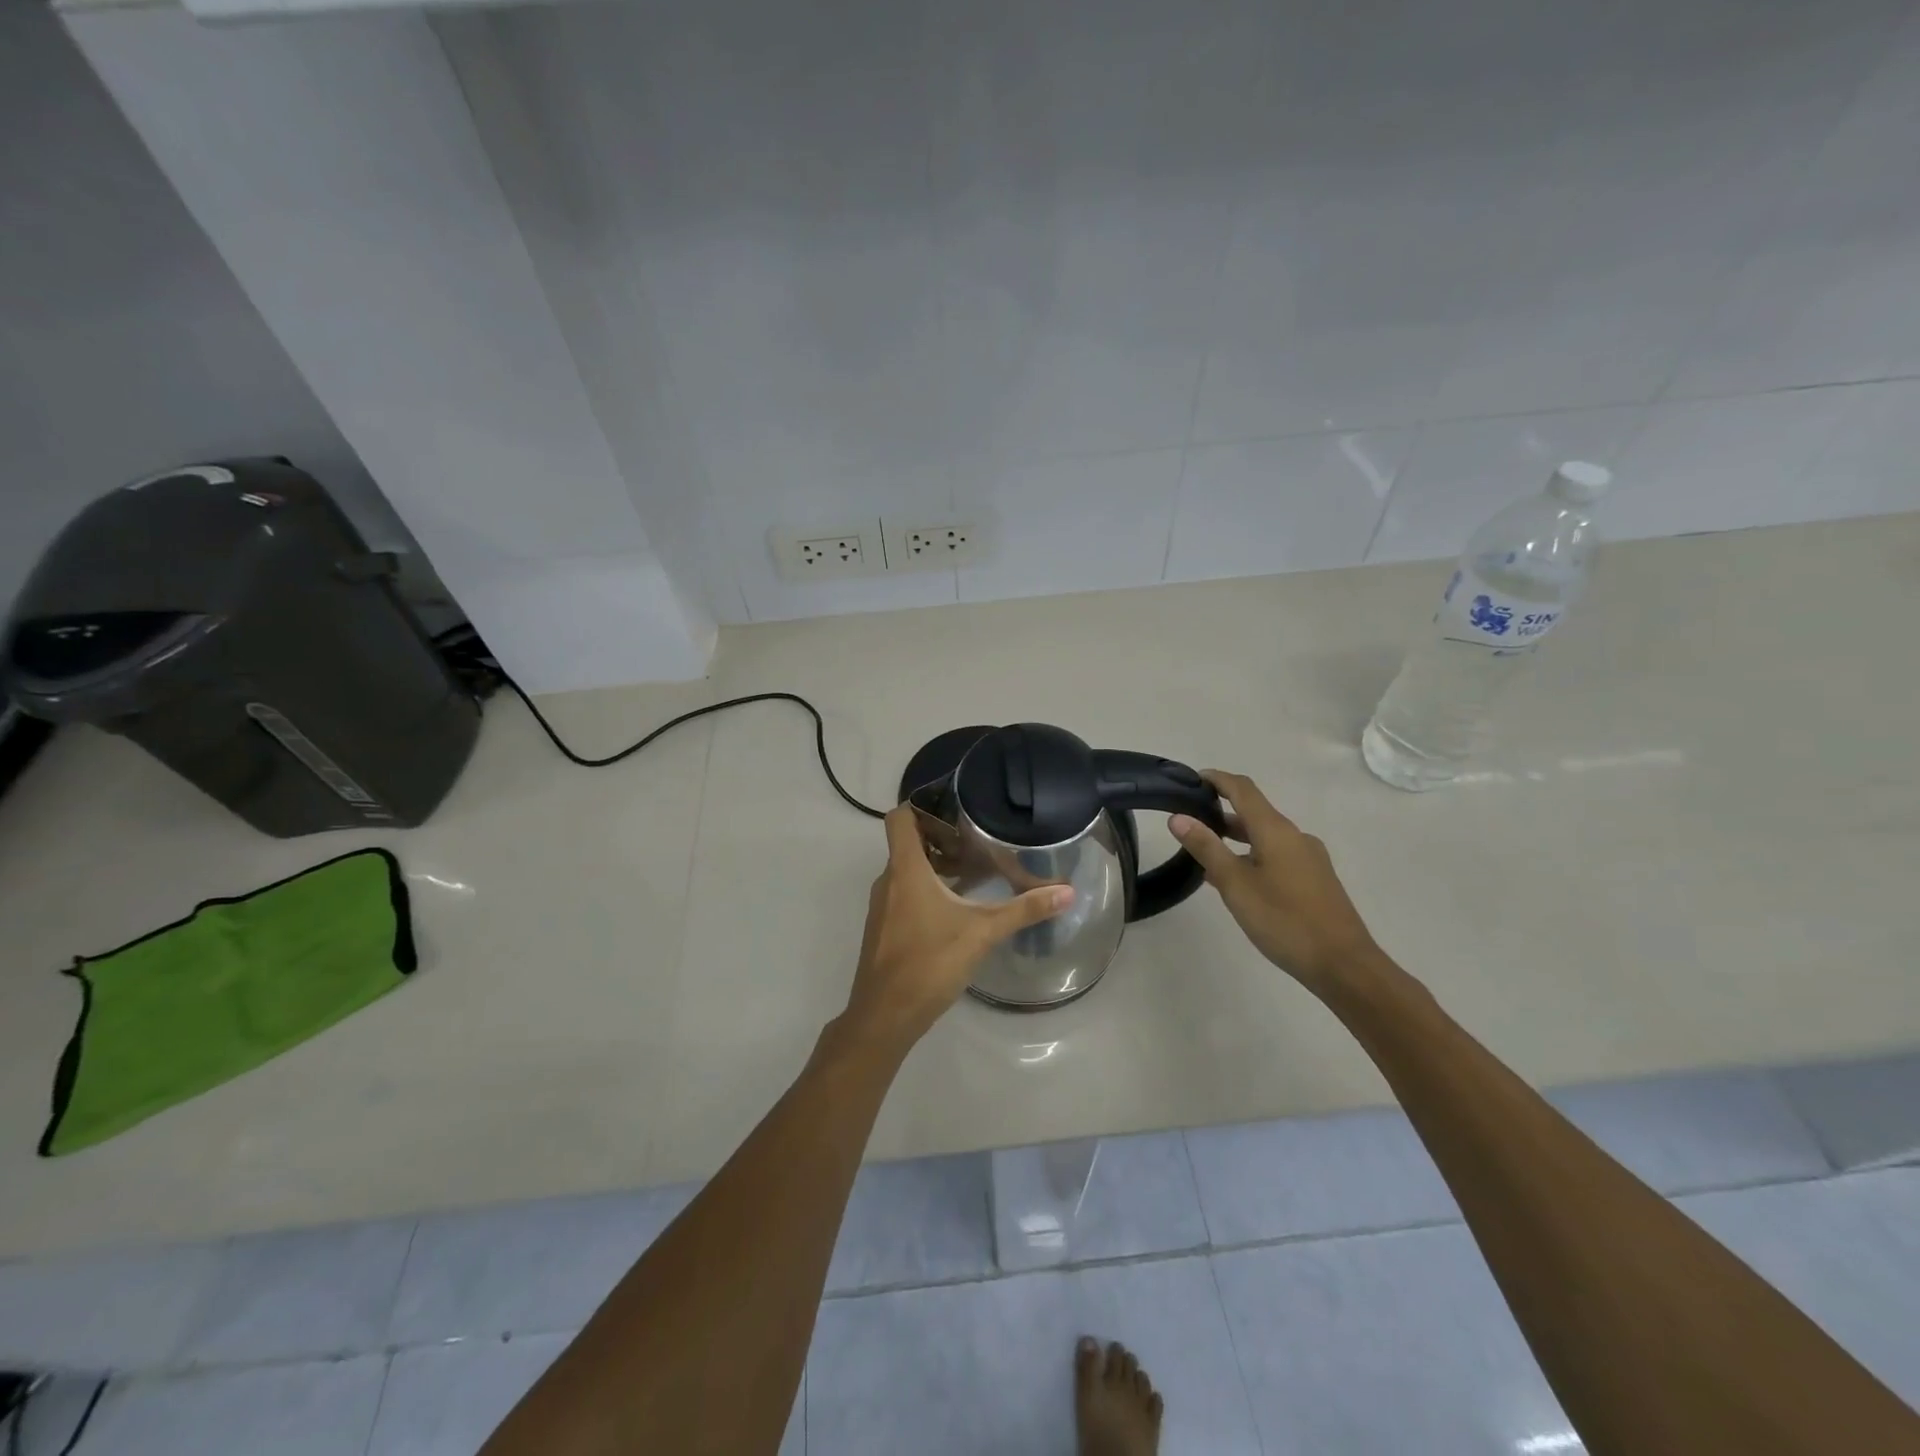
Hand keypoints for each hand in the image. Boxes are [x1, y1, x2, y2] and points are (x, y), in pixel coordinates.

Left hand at [841, 805, 1073, 1048]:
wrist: (884, 1017)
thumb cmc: (929, 963)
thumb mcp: (982, 933)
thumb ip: (1024, 910)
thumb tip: (1067, 891)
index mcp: (905, 869)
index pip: (900, 818)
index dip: (921, 804)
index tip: (954, 806)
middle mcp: (889, 880)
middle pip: (908, 842)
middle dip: (941, 836)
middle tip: (977, 837)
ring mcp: (883, 906)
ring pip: (907, 870)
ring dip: (936, 865)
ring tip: (974, 870)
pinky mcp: (884, 928)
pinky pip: (904, 893)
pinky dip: (928, 889)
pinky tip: (957, 907)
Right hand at [1169, 770, 1383, 994]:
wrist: (1343, 965)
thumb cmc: (1285, 921)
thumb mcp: (1236, 884)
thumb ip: (1207, 848)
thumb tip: (1178, 817)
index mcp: (1276, 830)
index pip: (1243, 790)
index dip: (1217, 779)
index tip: (1191, 779)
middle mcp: (1295, 836)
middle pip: (1255, 812)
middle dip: (1222, 811)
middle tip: (1190, 821)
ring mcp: (1309, 858)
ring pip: (1266, 836)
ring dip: (1236, 837)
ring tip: (1206, 853)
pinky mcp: (1315, 880)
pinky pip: (1277, 855)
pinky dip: (1252, 856)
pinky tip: (1238, 880)